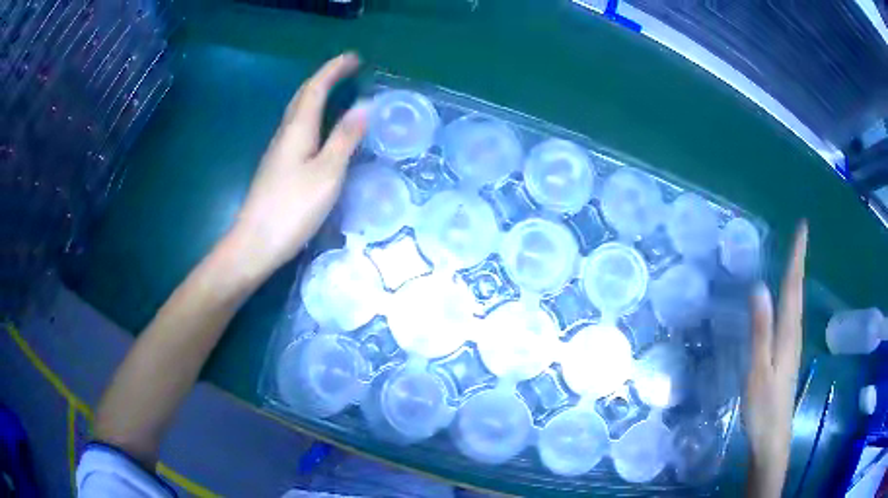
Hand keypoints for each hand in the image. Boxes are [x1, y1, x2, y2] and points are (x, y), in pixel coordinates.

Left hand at [230, 53, 366, 275]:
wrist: (255, 244)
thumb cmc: (292, 208)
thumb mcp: (327, 173)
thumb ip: (345, 139)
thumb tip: (363, 107)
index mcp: (297, 129)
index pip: (316, 88)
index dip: (334, 70)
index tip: (354, 57)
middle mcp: (285, 134)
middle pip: (302, 96)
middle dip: (325, 77)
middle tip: (346, 68)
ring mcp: (278, 151)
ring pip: (297, 112)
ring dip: (316, 94)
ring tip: (335, 89)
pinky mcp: (277, 168)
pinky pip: (296, 129)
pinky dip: (311, 116)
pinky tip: (318, 127)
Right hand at [743, 222, 807, 497]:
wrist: (772, 439)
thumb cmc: (764, 407)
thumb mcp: (759, 370)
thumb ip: (760, 331)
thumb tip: (759, 287)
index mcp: (788, 333)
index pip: (794, 286)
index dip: (798, 256)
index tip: (802, 227)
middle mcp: (794, 333)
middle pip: (798, 290)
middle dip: (799, 261)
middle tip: (798, 236)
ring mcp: (792, 345)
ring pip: (796, 303)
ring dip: (795, 277)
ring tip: (793, 258)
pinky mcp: (787, 355)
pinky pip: (791, 316)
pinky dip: (790, 298)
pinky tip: (785, 300)